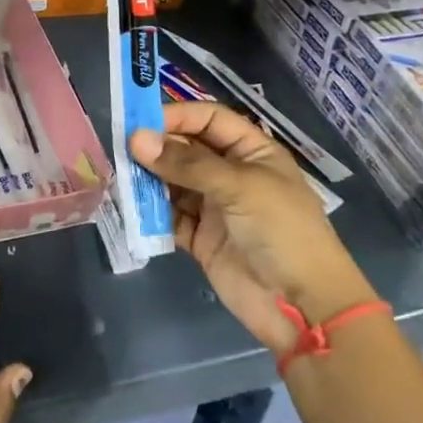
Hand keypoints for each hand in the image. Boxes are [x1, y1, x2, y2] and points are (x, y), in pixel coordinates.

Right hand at [129, 102, 375, 355]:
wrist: (303, 307)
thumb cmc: (282, 231)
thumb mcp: (239, 187)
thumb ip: (186, 163)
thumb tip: (136, 139)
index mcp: (252, 152)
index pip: (210, 119)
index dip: (178, 115)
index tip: (140, 121)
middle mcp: (232, 174)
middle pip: (187, 149)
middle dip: (157, 147)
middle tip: (120, 149)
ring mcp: (215, 207)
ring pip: (173, 182)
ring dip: (149, 179)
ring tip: (120, 176)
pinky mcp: (201, 239)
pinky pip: (170, 217)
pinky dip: (150, 212)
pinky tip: (129, 206)